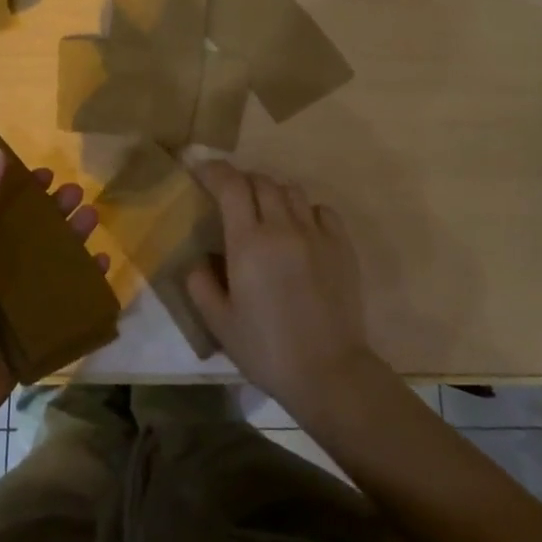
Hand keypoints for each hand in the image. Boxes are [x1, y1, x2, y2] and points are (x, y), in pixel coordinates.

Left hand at [0, 148, 106, 430]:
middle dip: (55, 211)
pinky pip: (65, 299)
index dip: (20, 190)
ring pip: (51, 262)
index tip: (45, 174)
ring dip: (73, 238)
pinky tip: (103, 264)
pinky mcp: (35, 329)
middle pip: (30, 233)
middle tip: (78, 193)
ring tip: (93, 218)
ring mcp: (14, 303)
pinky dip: (85, 281)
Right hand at [186, 161, 382, 416]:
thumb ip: (201, 283)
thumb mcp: (219, 322)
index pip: (230, 185)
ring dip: (272, 193)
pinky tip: (299, 229)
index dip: (214, 170)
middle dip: (241, 181)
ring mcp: (316, 234)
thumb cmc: (266, 350)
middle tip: (230, 197)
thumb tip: (200, 259)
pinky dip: (305, 210)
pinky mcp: (342, 246)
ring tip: (264, 212)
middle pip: (261, 181)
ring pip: (291, 190)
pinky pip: (321, 210)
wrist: (329, 372)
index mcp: (248, 243)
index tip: (200, 169)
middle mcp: (282, 228)